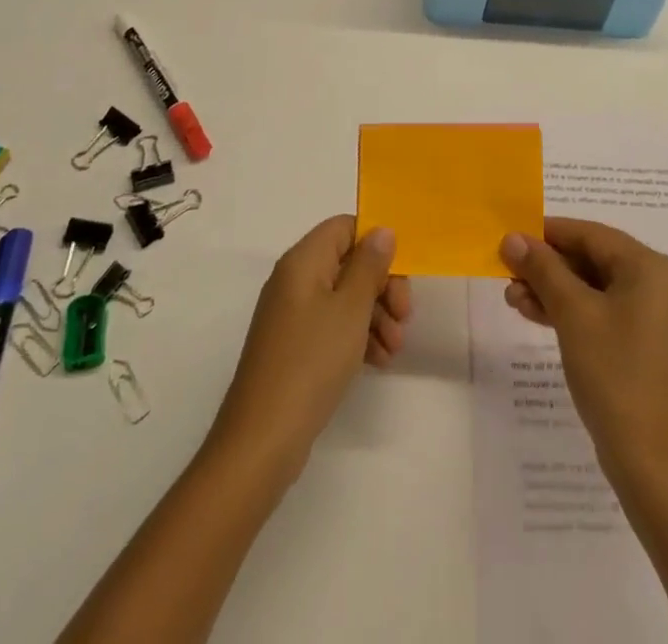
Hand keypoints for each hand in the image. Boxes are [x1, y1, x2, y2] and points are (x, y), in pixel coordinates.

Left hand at [208, 216, 412, 477]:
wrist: (263, 439)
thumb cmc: (311, 362)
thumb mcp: (351, 309)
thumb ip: (369, 265)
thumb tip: (381, 230)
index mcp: (303, 261)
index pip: (345, 227)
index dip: (376, 243)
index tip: (401, 274)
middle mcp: (295, 280)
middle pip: (348, 262)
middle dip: (382, 286)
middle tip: (405, 316)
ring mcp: (292, 315)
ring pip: (344, 297)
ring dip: (375, 315)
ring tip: (395, 348)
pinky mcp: (295, 346)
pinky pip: (333, 325)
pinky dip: (358, 336)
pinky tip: (379, 361)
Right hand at [500, 219, 667, 480]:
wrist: (653, 464)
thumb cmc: (614, 374)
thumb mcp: (573, 314)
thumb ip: (542, 269)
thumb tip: (512, 237)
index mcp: (652, 268)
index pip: (592, 234)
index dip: (548, 233)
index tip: (512, 237)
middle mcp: (663, 284)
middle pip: (595, 260)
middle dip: (549, 267)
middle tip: (508, 273)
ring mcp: (661, 318)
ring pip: (599, 288)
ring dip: (556, 291)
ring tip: (514, 299)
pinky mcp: (653, 346)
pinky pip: (609, 313)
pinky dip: (576, 312)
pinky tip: (538, 316)